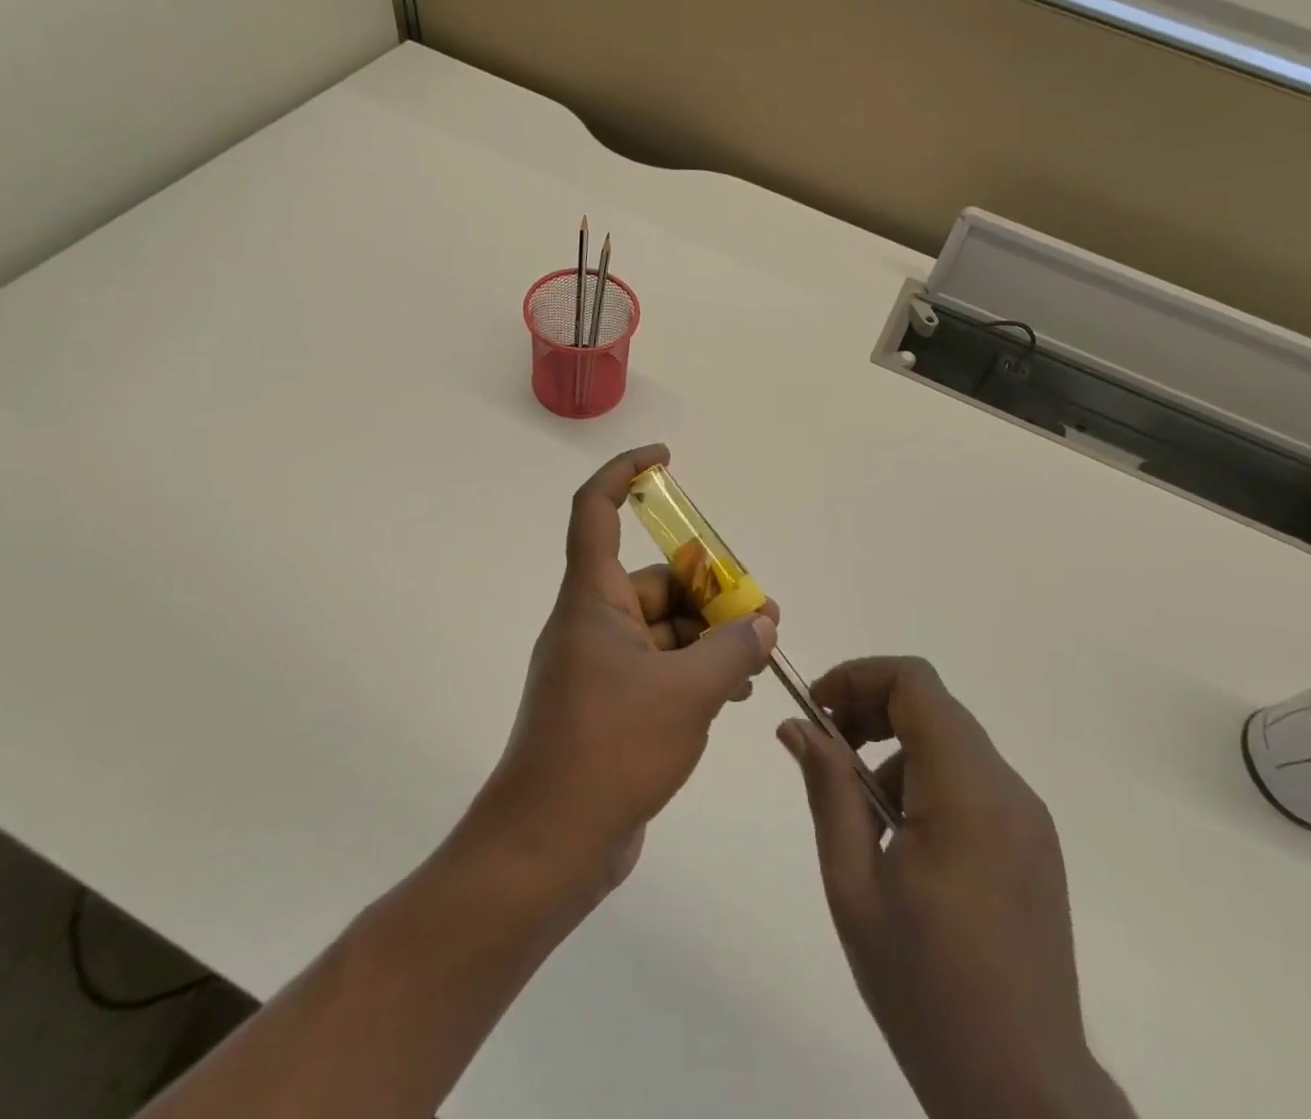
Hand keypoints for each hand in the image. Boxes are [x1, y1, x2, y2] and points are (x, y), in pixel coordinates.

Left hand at [470, 445, 777, 895]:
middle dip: (709, 590)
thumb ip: (733, 649)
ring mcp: (599, 669)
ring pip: (664, 629)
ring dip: (709, 636)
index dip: (625, 473)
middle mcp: (592, 624)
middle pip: (654, 581)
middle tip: (762, 616)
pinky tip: (733, 693)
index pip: (595, 511)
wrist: (547, 849)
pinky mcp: (610, 708)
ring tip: (757, 659)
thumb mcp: (687, 692)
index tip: (665, 460)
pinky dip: (695, 671)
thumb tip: (763, 624)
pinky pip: (659, 669)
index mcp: (592, 600)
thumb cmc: (608, 751)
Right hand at [778, 658, 1133, 1118]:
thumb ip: (828, 791)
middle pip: (933, 706)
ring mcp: (1028, 816)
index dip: (860, 677)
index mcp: (966, 791)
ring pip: (951, 742)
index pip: (914, 682)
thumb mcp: (855, 886)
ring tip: (864, 820)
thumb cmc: (926, 989)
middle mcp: (1007, 788)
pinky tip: (905, 845)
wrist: (1024, 1095)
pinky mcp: (1034, 843)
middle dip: (872, 711)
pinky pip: (973, 780)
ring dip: (898, 753)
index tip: (819, 710)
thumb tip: (797, 726)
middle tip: (829, 753)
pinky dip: (928, 782)